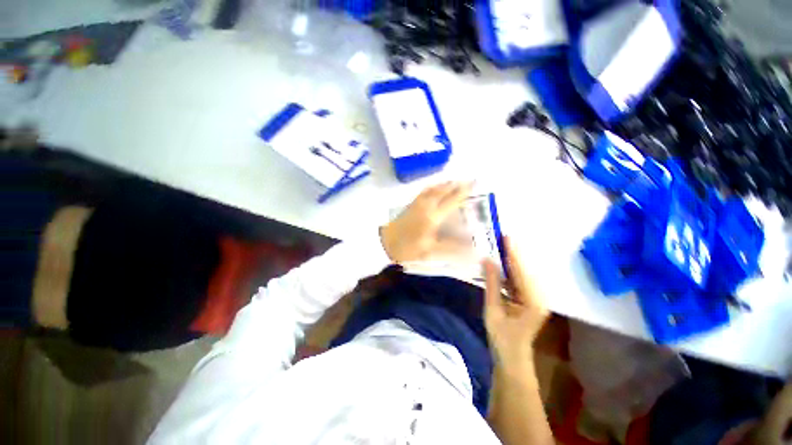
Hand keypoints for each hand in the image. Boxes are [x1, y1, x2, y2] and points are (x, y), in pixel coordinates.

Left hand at [380, 181, 471, 263]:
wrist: (385, 242)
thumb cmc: (408, 248)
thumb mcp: (431, 251)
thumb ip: (452, 248)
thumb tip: (472, 249)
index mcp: (433, 216)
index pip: (452, 200)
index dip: (464, 191)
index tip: (474, 183)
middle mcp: (426, 205)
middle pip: (443, 191)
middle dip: (456, 185)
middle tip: (468, 180)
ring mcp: (417, 203)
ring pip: (433, 189)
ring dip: (445, 184)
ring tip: (454, 181)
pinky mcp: (411, 204)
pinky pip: (424, 191)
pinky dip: (433, 187)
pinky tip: (435, 187)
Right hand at [483, 236, 548, 365]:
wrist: (512, 358)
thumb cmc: (501, 338)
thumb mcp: (493, 310)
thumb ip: (491, 284)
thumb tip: (487, 260)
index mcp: (533, 301)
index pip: (521, 272)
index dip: (513, 253)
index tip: (506, 237)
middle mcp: (539, 297)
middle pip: (525, 270)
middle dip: (514, 253)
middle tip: (501, 237)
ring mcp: (536, 298)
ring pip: (523, 274)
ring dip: (511, 260)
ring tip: (500, 245)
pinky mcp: (530, 299)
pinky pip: (519, 280)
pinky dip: (510, 270)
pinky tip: (501, 263)